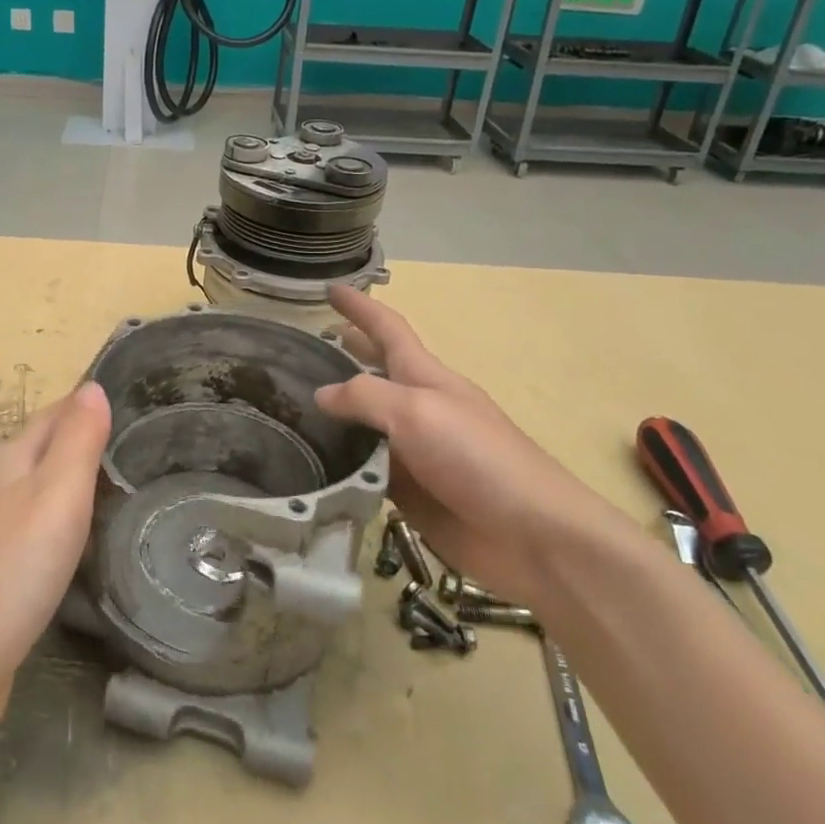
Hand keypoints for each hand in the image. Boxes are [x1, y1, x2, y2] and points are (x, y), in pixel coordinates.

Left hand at [0, 384, 111, 711]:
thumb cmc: (11, 569)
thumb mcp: (57, 493)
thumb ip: (78, 438)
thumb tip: (92, 385)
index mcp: (6, 456)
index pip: (57, 414)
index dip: (92, 410)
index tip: (141, 415)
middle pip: (46, 451)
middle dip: (87, 448)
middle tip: (144, 459)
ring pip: (39, 492)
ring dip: (75, 490)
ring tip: (124, 499)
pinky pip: (33, 532)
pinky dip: (61, 528)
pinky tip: (80, 548)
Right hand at [316, 287, 620, 606]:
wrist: (531, 536)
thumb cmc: (478, 457)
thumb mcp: (417, 412)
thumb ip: (365, 396)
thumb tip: (322, 395)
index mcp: (425, 377)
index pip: (387, 329)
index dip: (360, 308)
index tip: (330, 287)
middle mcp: (417, 408)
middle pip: (375, 371)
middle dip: (348, 352)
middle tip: (306, 347)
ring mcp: (413, 451)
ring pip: (364, 423)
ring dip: (335, 413)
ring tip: (293, 408)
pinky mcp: (409, 491)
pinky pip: (364, 469)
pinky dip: (340, 462)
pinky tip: (313, 464)